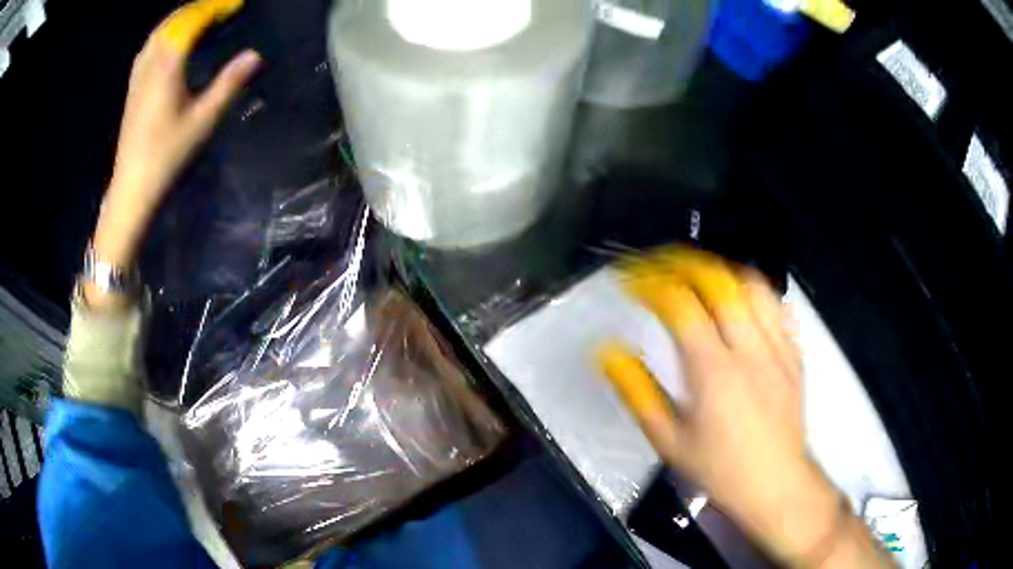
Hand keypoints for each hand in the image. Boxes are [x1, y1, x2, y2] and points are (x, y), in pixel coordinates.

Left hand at [94, 0, 258, 268]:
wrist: (132, 185)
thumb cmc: (167, 154)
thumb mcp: (202, 121)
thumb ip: (227, 84)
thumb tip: (254, 56)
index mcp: (167, 67)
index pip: (192, 22)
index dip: (214, 8)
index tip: (234, 5)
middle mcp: (150, 64)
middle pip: (174, 22)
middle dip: (198, 9)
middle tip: (219, 8)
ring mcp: (138, 75)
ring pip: (158, 32)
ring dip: (180, 18)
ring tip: (198, 16)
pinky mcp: (132, 87)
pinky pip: (148, 46)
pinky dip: (164, 33)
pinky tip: (170, 40)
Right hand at [601, 248, 874, 565]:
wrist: (775, 482)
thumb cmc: (719, 468)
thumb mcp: (668, 440)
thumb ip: (637, 392)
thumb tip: (610, 353)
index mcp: (712, 371)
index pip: (680, 305)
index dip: (651, 284)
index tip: (632, 281)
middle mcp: (748, 350)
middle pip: (718, 282)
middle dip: (683, 265)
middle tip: (662, 268)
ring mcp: (777, 348)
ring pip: (752, 286)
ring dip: (722, 274)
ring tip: (701, 280)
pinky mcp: (794, 354)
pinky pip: (776, 307)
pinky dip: (753, 295)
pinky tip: (741, 305)